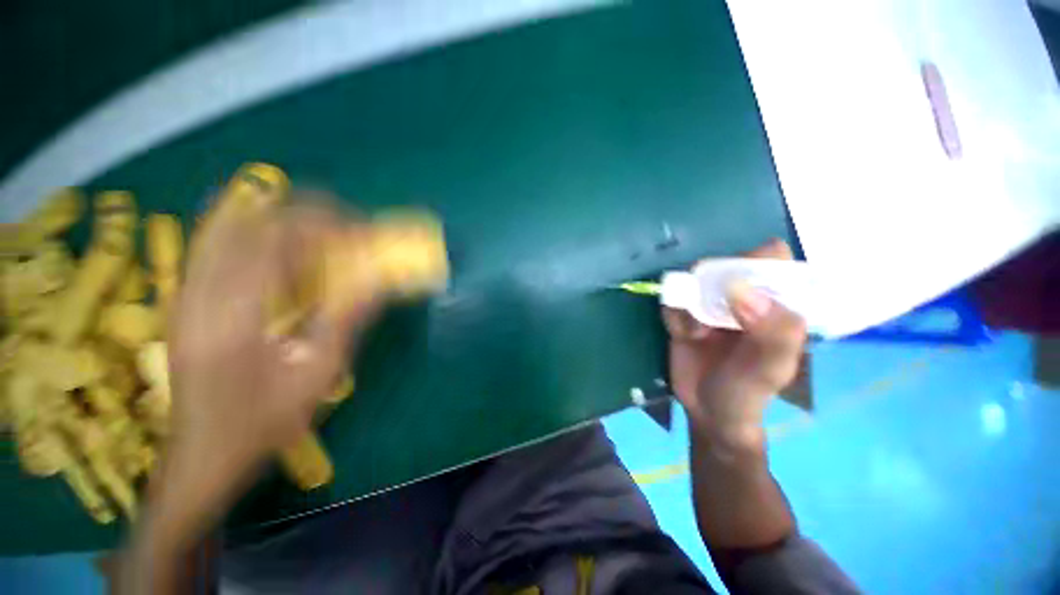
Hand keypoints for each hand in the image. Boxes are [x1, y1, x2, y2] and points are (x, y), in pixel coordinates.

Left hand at [167, 205, 377, 483]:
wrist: (202, 453)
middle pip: (249, 221)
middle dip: (303, 215)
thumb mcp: (317, 374)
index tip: (358, 230)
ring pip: (229, 227)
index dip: (321, 222)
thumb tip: (377, 278)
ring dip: (280, 222)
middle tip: (343, 230)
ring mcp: (186, 293)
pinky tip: (286, 255)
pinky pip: (220, 246)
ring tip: (320, 238)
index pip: (274, 236)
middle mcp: (200, 293)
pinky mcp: (186, 299)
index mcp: (234, 315)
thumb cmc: (265, 422)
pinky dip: (258, 237)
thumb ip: (346, 318)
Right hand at [662, 239, 805, 449]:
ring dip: (688, 302)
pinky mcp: (684, 313)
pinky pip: (672, 299)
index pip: (771, 259)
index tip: (733, 286)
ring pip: (692, 280)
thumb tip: (739, 287)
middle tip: (708, 317)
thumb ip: (771, 331)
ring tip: (695, 333)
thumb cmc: (747, 393)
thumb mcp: (769, 369)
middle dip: (710, 286)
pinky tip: (682, 336)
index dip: (753, 261)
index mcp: (776, 304)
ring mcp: (711, 304)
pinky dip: (673, 314)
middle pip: (724, 265)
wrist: (707, 411)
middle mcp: (743, 297)